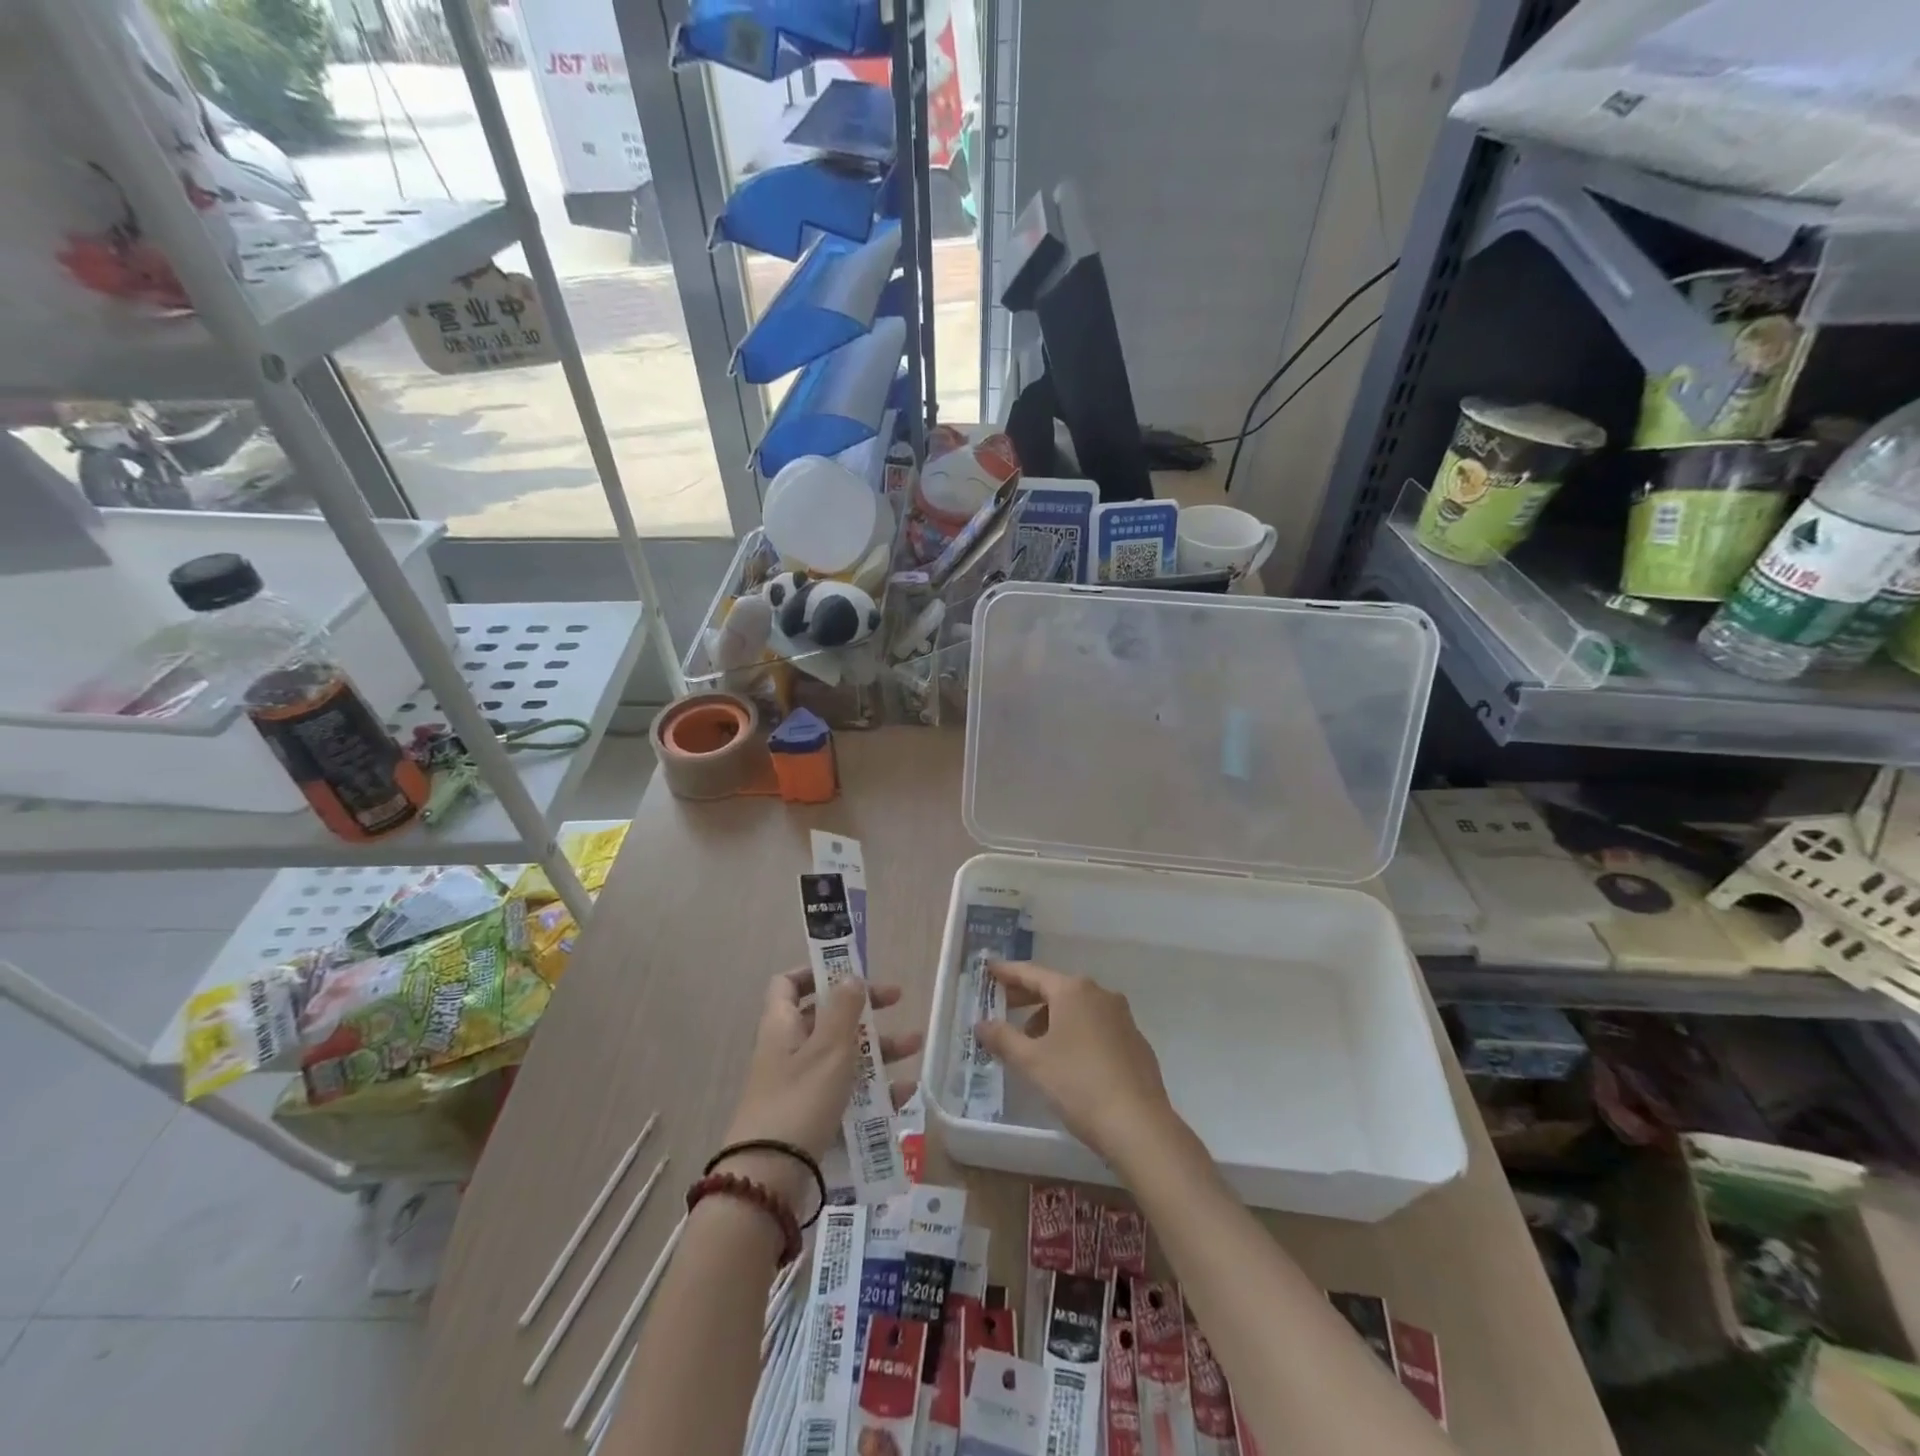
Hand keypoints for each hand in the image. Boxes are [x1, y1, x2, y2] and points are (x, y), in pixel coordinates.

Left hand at [721, 969, 920, 1200]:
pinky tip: (905, 1093)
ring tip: (915, 1047)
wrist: (769, 1180)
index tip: (851, 972)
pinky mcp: (811, 1119)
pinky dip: (874, 1090)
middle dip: (864, 1010)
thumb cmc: (800, 1099)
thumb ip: (844, 1008)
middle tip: (897, 1002)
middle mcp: (788, 1051)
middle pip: (826, 1018)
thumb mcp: (829, 1047)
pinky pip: (846, 1094)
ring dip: (878, 1048)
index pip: (789, 984)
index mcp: (783, 1025)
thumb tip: (850, 975)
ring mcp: (798, 1087)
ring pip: (842, 1056)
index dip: (817, 972)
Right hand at [975, 960, 1179, 1167]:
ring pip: (1077, 1008)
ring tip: (1032, 1043)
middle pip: (1056, 988)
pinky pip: (1096, 1026)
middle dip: (1028, 997)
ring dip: (1051, 1018)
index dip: (1008, 972)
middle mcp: (1100, 994)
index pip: (1032, 973)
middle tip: (1003, 1006)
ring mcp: (1122, 1017)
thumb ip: (1003, 1038)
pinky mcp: (1135, 1041)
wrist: (1138, 1124)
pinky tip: (1066, 1059)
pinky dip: (1075, 1032)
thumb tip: (981, 1024)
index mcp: (1073, 991)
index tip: (989, 969)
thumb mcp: (1032, 1062)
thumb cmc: (1078, 1084)